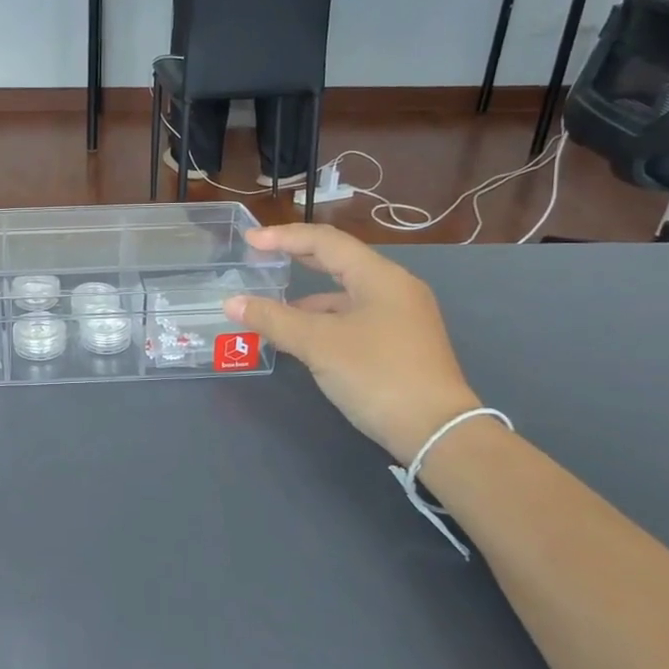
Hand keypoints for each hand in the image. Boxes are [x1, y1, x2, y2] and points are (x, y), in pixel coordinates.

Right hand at [225, 224, 481, 460]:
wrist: (436, 431)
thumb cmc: (377, 375)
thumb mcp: (319, 344)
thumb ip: (273, 319)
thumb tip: (232, 303)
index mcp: (380, 277)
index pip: (326, 242)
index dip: (284, 237)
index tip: (250, 240)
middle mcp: (394, 289)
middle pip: (338, 262)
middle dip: (297, 258)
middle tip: (261, 257)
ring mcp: (401, 317)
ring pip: (345, 295)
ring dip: (308, 298)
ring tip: (272, 309)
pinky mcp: (400, 343)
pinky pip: (353, 319)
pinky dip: (324, 321)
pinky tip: (303, 338)